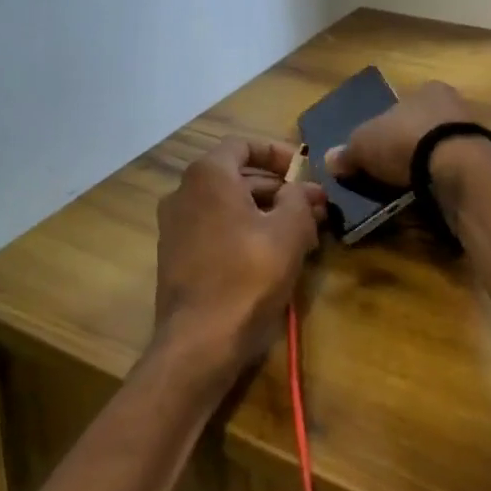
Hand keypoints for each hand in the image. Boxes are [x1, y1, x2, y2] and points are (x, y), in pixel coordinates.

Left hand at [153, 139, 326, 378]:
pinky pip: (216, 229)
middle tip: (314, 207)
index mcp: (208, 175)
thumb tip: (304, 190)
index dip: (278, 153)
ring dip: (266, 211)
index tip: (305, 171)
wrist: (198, 345)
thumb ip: (300, 199)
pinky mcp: (176, 257)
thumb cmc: (246, 277)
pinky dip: (245, 231)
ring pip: (228, 205)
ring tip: (304, 232)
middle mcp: (184, 192)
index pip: (244, 145)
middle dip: (279, 188)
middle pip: (237, 176)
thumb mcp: (288, 232)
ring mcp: (175, 226)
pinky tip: (275, 254)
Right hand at [323, 80, 470, 186]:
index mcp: (427, 90)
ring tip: (406, 191)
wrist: (458, 169)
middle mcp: (453, 105)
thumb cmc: (407, 141)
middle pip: (422, 127)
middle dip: (406, 148)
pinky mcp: (483, 164)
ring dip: (425, 168)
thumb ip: (347, 151)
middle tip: (388, 172)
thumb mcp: (364, 144)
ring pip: (440, 151)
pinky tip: (428, 198)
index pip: (402, 105)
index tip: (377, 149)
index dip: (386, 126)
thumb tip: (330, 159)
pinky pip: (454, 172)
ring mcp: (472, 135)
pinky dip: (440, 183)